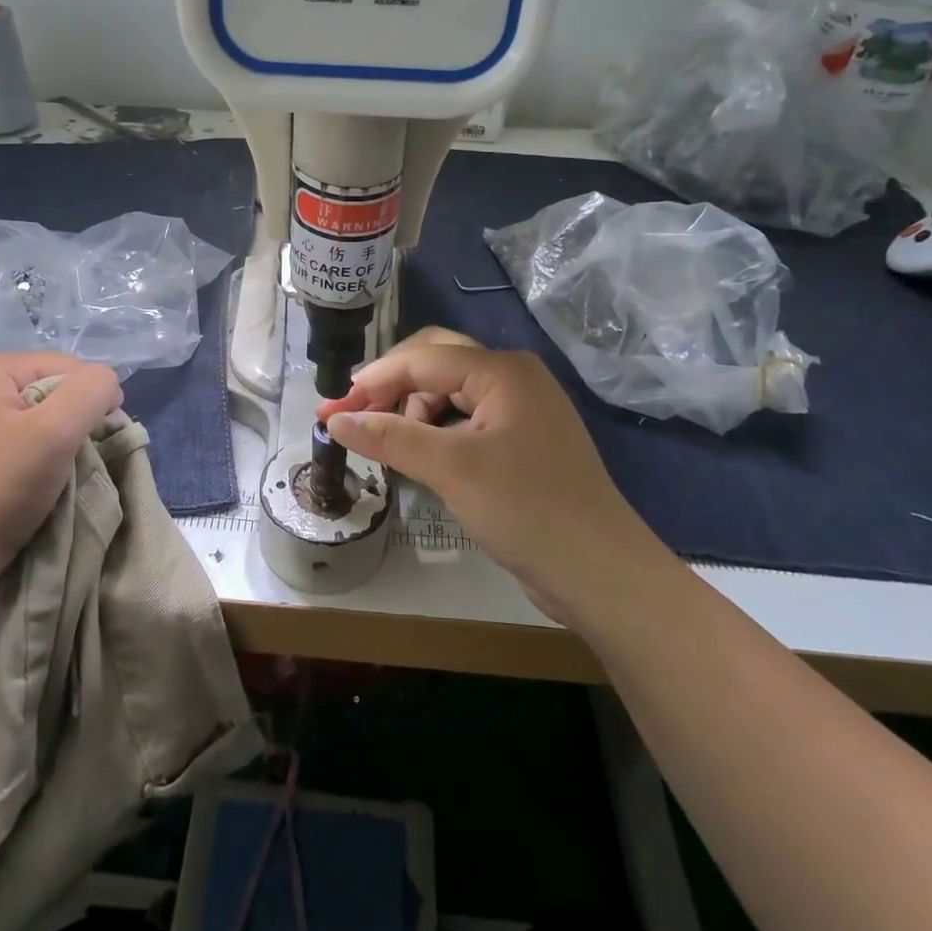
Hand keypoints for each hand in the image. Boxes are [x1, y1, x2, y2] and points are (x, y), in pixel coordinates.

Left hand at [0, 353, 122, 599]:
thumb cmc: (2, 485)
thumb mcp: (58, 430)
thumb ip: (93, 389)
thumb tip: (108, 383)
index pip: (68, 366)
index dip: (91, 399)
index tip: (94, 440)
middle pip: (51, 386)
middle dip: (72, 418)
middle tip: (73, 456)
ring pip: (37, 411)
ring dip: (55, 437)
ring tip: (54, 468)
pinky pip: (17, 432)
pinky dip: (34, 450)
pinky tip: (30, 474)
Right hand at [319, 339, 671, 622]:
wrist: (600, 572)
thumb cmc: (526, 508)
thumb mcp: (451, 469)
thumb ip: (390, 437)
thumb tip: (336, 420)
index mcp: (502, 371)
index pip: (423, 358)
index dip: (373, 380)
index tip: (331, 410)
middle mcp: (513, 379)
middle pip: (437, 363)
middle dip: (392, 386)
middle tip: (354, 416)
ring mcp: (521, 410)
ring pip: (451, 392)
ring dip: (413, 409)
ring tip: (388, 443)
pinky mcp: (522, 441)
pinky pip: (466, 419)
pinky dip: (436, 431)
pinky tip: (419, 454)